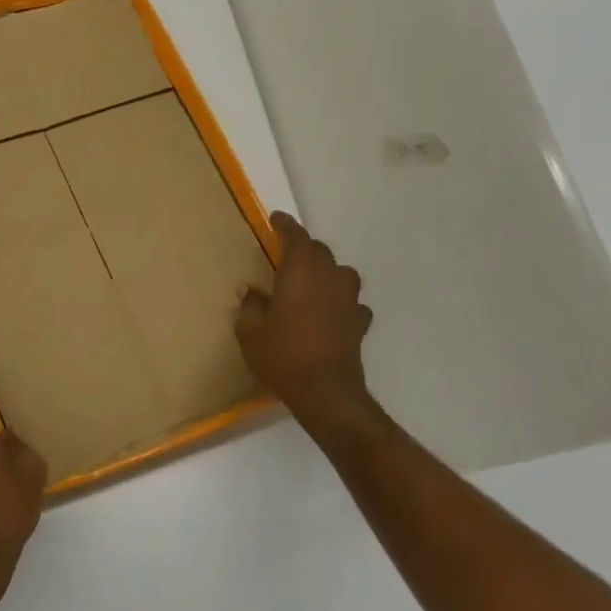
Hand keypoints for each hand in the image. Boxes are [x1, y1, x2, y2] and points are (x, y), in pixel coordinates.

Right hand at [236, 211, 375, 432]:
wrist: (325, 391)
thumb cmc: (282, 355)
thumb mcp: (250, 332)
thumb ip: (250, 306)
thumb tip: (251, 292)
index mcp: (301, 272)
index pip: (296, 237)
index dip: (285, 226)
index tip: (276, 219)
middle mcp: (329, 278)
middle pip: (320, 251)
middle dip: (303, 249)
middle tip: (286, 255)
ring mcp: (349, 300)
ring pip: (341, 273)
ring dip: (326, 272)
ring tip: (311, 282)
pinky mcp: (359, 323)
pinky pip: (351, 302)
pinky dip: (340, 301)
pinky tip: (330, 313)